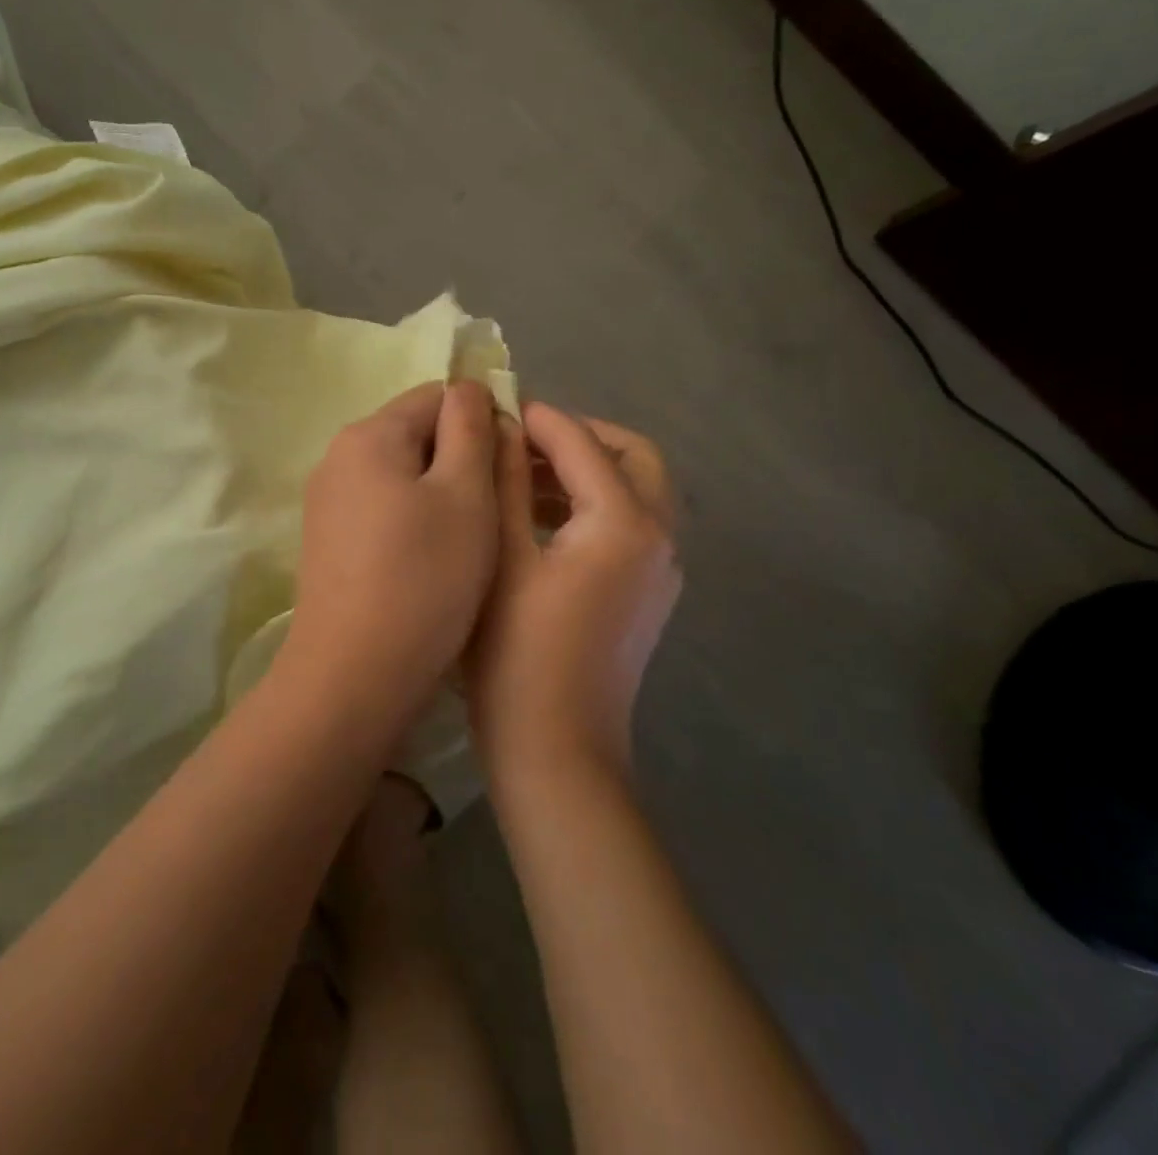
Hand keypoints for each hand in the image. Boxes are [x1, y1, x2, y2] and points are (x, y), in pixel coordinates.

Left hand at [286, 381, 499, 716]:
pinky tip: (434, 561)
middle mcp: (338, 457)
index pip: (438, 396)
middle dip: (462, 459)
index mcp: (369, 434)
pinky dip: (414, 521)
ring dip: (441, 493)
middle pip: (416, 435)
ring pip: (402, 476)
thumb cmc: (423, 578)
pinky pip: (382, 509)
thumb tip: (468, 388)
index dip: (484, 419)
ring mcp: (327, 501)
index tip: (513, 465)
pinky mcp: (328, 540)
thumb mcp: (466, 494)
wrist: (354, 674)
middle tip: (499, 508)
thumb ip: (471, 429)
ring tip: (473, 540)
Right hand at [470, 404, 680, 786]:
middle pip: (632, 456)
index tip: (495, 405)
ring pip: (636, 490)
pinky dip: (594, 504)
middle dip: (580, 437)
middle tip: (522, 440)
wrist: (557, 751)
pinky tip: (542, 519)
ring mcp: (661, 570)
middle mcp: (658, 537)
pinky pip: (631, 524)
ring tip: (522, 475)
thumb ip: (507, 483)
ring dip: (587, 470)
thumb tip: (501, 427)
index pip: (582, 443)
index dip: (538, 419)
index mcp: (624, 523)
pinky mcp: (649, 594)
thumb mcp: (503, 558)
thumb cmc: (517, 654)